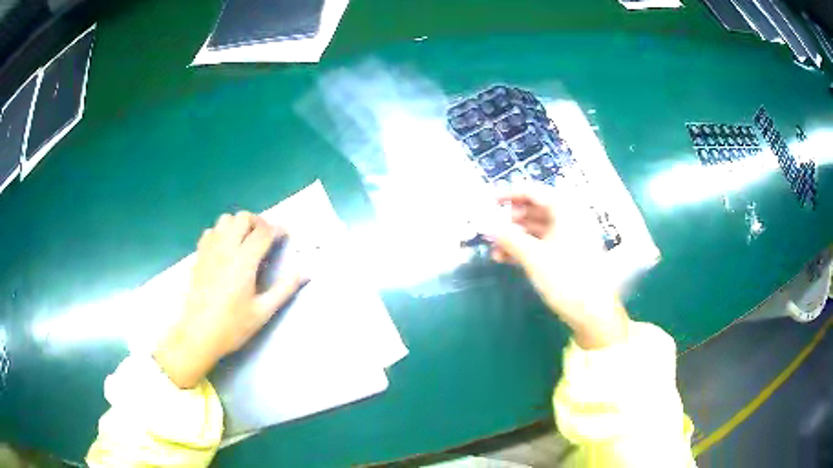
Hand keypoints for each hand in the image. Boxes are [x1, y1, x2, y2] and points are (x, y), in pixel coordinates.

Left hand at [154, 211, 303, 388]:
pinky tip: (225, 250)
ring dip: (238, 225)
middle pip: (243, 218)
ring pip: (225, 220)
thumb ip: (284, 289)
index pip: (263, 232)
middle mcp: (226, 249)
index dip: (277, 230)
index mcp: (244, 261)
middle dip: (258, 222)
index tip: (285, 236)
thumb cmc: (232, 326)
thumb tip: (304, 272)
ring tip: (245, 241)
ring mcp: (209, 251)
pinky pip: (210, 232)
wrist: (199, 334)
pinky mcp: (199, 257)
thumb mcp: (262, 312)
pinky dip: (221, 233)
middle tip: (266, 239)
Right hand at [487, 184, 628, 349]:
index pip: (534, 192)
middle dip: (510, 220)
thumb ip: (508, 238)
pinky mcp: (567, 255)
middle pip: (535, 210)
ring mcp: (570, 238)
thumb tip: (485, 225)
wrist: (593, 312)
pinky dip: (525, 249)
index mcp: (566, 210)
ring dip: (515, 237)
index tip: (490, 202)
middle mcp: (569, 219)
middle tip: (491, 229)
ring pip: (537, 229)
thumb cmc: (566, 278)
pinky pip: (542, 244)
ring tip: (494, 249)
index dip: (510, 194)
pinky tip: (506, 259)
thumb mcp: (534, 257)